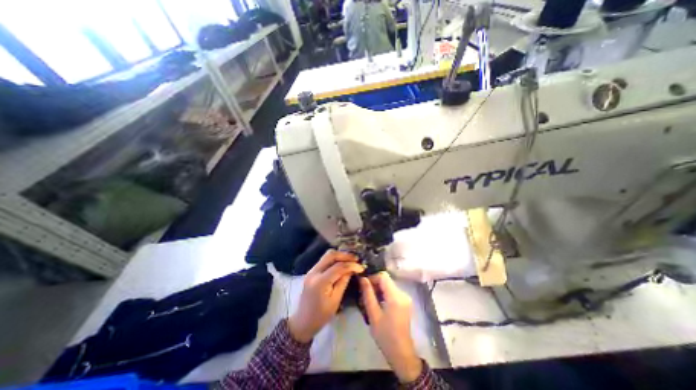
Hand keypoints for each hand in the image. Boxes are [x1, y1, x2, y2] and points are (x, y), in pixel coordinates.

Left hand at [288, 251, 364, 342]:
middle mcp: (314, 272)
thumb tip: (352, 269)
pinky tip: (342, 263)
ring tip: (351, 260)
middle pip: (330, 255)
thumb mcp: (335, 300)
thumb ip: (343, 282)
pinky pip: (324, 260)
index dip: (351, 265)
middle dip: (345, 255)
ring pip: (327, 255)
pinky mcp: (312, 271)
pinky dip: (334, 259)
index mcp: (320, 282)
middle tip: (356, 259)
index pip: (338, 267)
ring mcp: (311, 270)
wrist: (303, 322)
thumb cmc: (320, 316)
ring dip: (340, 256)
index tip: (361, 267)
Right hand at [362, 273, 421, 381]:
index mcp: (396, 296)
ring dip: (378, 290)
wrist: (402, 353)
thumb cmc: (385, 335)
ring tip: (369, 300)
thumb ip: (368, 294)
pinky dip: (383, 294)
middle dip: (374, 284)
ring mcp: (405, 298)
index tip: (363, 286)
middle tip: (364, 295)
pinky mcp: (405, 302)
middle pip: (386, 280)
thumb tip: (362, 278)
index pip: (383, 276)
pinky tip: (377, 304)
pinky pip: (392, 292)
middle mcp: (402, 293)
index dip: (372, 277)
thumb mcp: (373, 314)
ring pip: (388, 285)